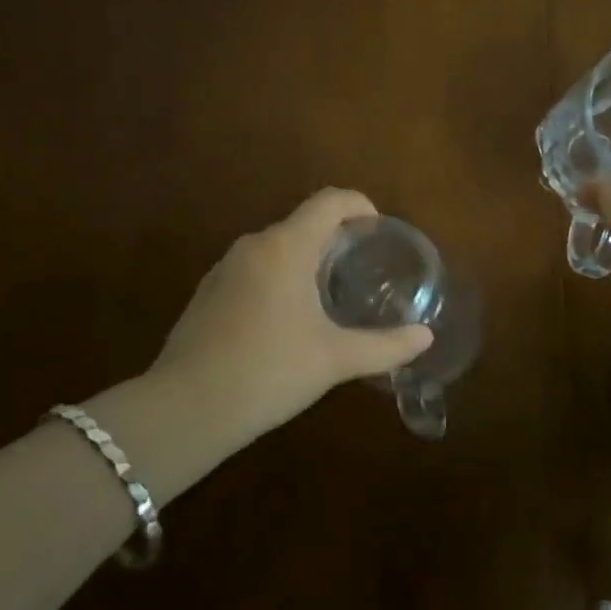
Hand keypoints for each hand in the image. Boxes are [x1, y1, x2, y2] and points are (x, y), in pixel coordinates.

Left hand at [149, 189, 433, 437]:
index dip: (359, 205)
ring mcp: (225, 266)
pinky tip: (285, 321)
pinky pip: (254, 269)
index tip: (378, 229)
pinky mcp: (208, 292)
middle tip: (361, 269)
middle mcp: (255, 244)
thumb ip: (385, 346)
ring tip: (328, 296)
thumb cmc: (269, 371)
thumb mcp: (334, 359)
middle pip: (304, 222)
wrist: (185, 408)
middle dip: (336, 238)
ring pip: (277, 247)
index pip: (330, 201)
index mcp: (287, 246)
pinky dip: (278, 278)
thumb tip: (425, 338)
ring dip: (306, 259)